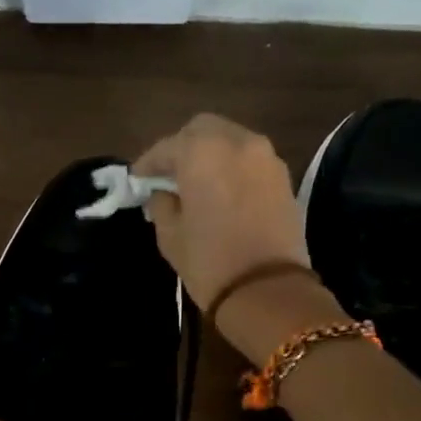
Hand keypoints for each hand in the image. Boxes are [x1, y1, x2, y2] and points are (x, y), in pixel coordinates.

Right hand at [133, 114, 309, 314]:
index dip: (148, 163)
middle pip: (202, 130)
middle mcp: (237, 142)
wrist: (268, 291)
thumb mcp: (170, 234)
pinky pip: (250, 160)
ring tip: (195, 183)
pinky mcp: (283, 177)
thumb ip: (161, 203)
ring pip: (230, 141)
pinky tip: (221, 191)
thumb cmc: (209, 262)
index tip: (137, 180)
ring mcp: (266, 157)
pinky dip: (232, 168)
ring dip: (210, 155)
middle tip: (168, 175)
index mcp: (202, 152)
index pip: (166, 147)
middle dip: (182, 148)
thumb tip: (162, 192)